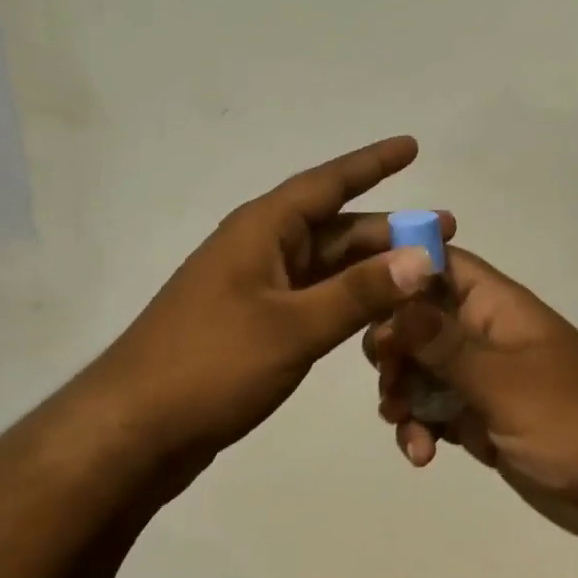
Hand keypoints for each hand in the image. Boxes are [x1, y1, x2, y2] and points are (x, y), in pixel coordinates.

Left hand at [89, 136, 452, 462]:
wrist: (132, 432)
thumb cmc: (210, 364)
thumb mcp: (293, 326)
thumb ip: (359, 292)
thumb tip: (422, 256)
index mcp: (262, 229)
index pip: (327, 183)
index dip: (372, 163)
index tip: (411, 145)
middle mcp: (260, 248)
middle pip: (335, 227)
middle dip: (389, 229)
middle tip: (445, 232)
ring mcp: (255, 288)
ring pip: (326, 266)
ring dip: (372, 267)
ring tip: (424, 272)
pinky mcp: (254, 325)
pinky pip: (313, 298)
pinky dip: (348, 300)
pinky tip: (379, 313)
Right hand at [365, 248, 577, 556]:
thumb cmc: (573, 421)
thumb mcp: (502, 381)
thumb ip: (443, 343)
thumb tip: (393, 297)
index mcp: (495, 306)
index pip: (438, 264)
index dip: (398, 268)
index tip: (359, 294)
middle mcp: (484, 334)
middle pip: (418, 319)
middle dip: (393, 348)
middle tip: (388, 380)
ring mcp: (483, 378)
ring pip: (421, 369)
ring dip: (403, 394)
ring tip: (403, 424)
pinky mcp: (484, 419)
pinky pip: (436, 410)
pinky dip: (422, 428)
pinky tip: (422, 455)